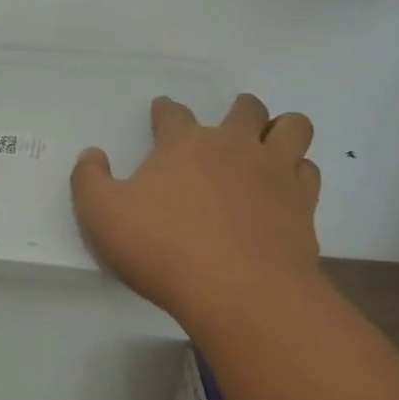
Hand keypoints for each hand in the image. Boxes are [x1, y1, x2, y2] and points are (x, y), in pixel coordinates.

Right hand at [71, 93, 320, 325]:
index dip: (165, 110)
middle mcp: (233, 145)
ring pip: (292, 127)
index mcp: (183, 143)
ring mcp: (273, 171)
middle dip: (239, 110)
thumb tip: (91, 154)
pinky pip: (309, 171)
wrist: (238, 291)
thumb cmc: (163, 248)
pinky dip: (299, 173)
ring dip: (281, 130)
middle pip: (246, 108)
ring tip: (270, 146)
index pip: (173, 113)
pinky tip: (287, 188)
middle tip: (230, 127)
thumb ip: (89, 180)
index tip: (161, 112)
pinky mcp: (302, 203)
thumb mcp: (102, 216)